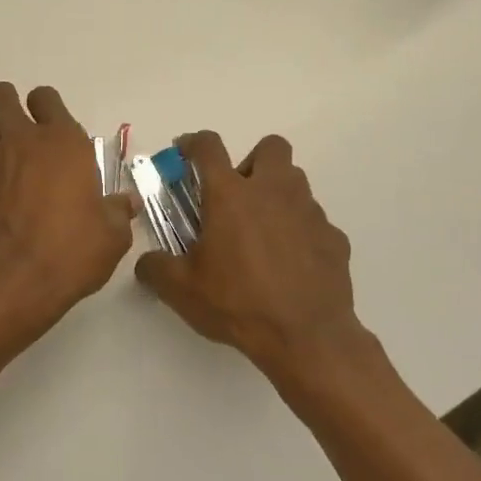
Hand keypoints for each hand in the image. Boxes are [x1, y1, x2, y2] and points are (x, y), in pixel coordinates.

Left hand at [0, 82, 134, 333]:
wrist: (9, 283)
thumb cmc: (69, 253)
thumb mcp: (111, 237)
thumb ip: (117, 213)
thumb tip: (125, 203)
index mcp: (62, 143)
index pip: (47, 98)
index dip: (48, 107)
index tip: (54, 127)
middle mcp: (21, 143)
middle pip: (2, 96)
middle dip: (8, 103)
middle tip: (20, 128)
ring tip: (4, 158)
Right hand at [136, 132, 382, 391]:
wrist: (306, 337)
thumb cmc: (237, 303)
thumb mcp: (181, 290)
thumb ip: (155, 268)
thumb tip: (146, 263)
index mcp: (230, 195)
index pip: (208, 146)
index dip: (193, 142)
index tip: (184, 151)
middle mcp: (273, 191)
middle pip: (271, 146)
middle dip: (252, 161)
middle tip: (236, 196)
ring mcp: (309, 212)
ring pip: (295, 182)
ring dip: (277, 194)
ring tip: (261, 231)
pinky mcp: (334, 238)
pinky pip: (314, 222)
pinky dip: (299, 232)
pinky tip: (289, 263)